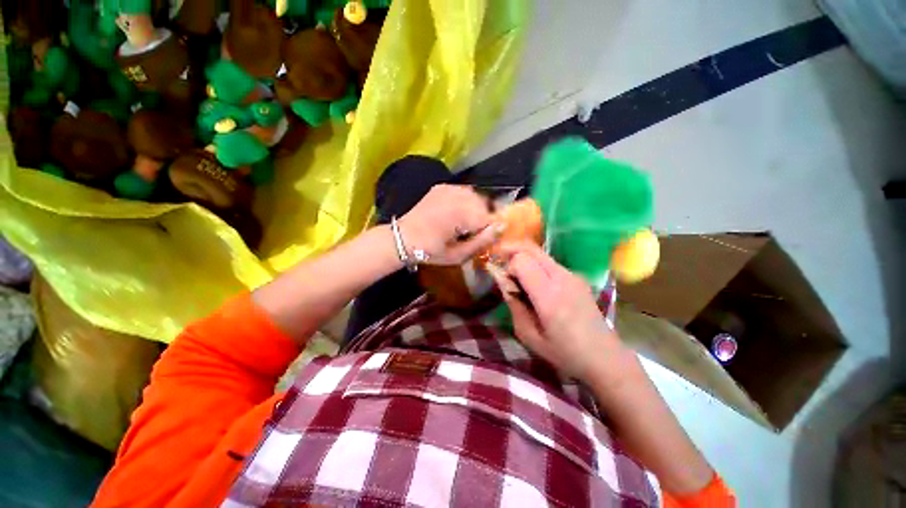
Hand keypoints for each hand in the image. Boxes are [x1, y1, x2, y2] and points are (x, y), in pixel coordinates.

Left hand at [398, 184, 503, 265]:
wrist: (403, 238)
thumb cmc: (430, 251)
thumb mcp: (457, 255)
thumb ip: (481, 242)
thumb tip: (501, 228)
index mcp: (460, 214)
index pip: (489, 218)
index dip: (489, 230)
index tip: (481, 239)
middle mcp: (457, 196)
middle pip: (484, 204)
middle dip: (482, 219)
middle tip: (471, 233)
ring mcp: (448, 188)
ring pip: (475, 196)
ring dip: (474, 209)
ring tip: (463, 223)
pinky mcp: (442, 186)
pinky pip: (463, 192)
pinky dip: (465, 202)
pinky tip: (455, 213)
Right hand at [492, 241, 624, 379]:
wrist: (604, 357)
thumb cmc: (564, 353)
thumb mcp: (529, 336)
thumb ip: (513, 305)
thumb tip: (503, 283)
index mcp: (549, 295)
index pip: (522, 260)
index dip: (508, 266)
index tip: (506, 282)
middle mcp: (562, 277)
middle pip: (531, 248)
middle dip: (512, 251)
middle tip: (501, 264)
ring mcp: (573, 274)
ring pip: (540, 253)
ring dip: (524, 259)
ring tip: (519, 279)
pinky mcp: (577, 276)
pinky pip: (550, 262)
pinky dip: (536, 266)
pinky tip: (537, 285)